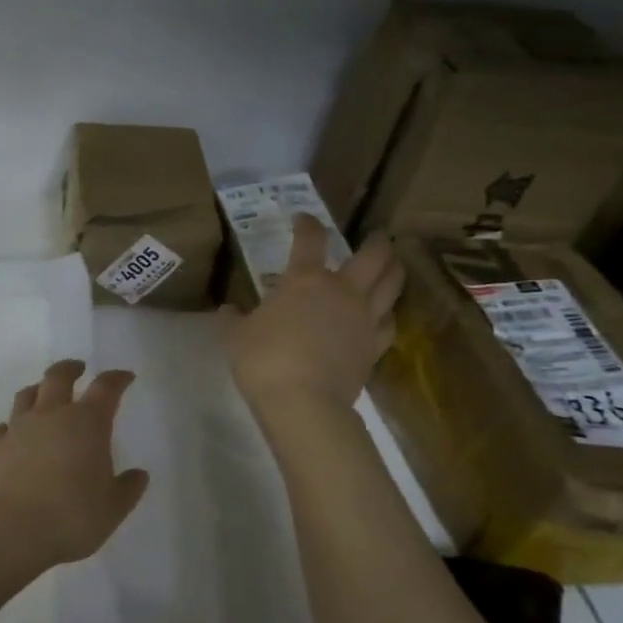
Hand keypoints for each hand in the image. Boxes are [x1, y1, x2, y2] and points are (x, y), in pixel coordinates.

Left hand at [0, 359, 149, 569]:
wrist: (11, 532)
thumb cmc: (72, 517)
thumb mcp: (113, 508)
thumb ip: (128, 488)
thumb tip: (139, 475)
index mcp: (87, 423)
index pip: (106, 388)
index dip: (117, 379)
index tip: (125, 377)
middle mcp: (51, 415)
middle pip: (58, 377)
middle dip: (70, 369)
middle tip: (78, 368)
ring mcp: (17, 429)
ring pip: (26, 396)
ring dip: (37, 390)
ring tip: (43, 394)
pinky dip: (6, 428)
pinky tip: (9, 436)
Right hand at [222, 215, 402, 410]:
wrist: (304, 403)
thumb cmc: (264, 361)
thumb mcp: (235, 336)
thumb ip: (233, 319)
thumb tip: (229, 310)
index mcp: (305, 280)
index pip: (310, 239)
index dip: (307, 224)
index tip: (302, 219)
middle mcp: (342, 291)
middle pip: (373, 255)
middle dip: (376, 241)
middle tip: (375, 236)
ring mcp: (363, 319)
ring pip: (392, 285)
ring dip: (394, 270)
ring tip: (392, 265)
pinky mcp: (374, 347)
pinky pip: (389, 323)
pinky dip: (388, 314)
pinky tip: (384, 314)